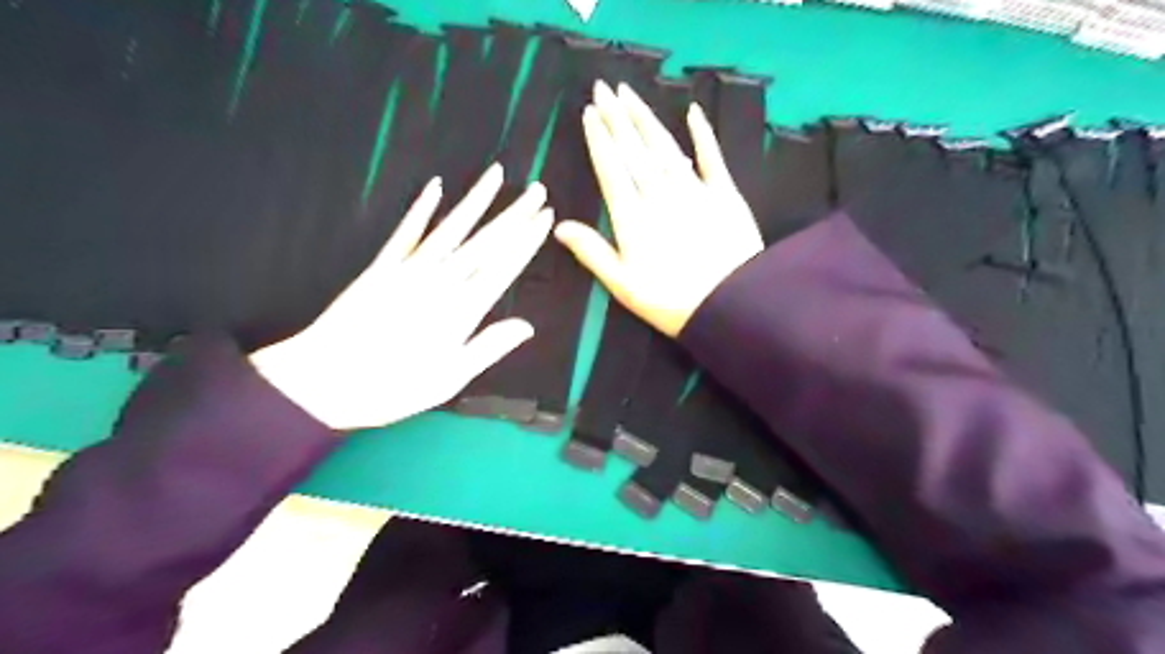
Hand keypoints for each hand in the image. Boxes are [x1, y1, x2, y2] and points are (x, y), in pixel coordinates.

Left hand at [253, 162, 551, 430]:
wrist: (320, 382)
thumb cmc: (390, 388)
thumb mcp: (448, 380)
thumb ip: (488, 348)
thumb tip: (527, 327)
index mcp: (460, 312)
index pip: (503, 267)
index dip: (526, 241)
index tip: (545, 218)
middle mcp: (439, 283)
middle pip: (484, 243)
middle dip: (514, 215)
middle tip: (538, 190)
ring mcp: (408, 270)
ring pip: (450, 229)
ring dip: (475, 201)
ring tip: (497, 175)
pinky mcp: (380, 267)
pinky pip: (405, 233)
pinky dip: (420, 208)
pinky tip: (435, 187)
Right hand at [553, 80, 767, 337]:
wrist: (731, 305)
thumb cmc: (671, 301)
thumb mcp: (623, 285)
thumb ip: (592, 252)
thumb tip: (558, 226)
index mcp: (633, 218)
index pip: (611, 169)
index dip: (599, 140)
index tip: (589, 113)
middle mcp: (660, 195)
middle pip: (635, 150)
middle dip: (617, 118)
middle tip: (604, 89)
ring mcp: (694, 190)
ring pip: (665, 147)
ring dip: (646, 119)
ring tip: (630, 95)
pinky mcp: (725, 193)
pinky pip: (711, 157)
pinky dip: (702, 134)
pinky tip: (693, 112)